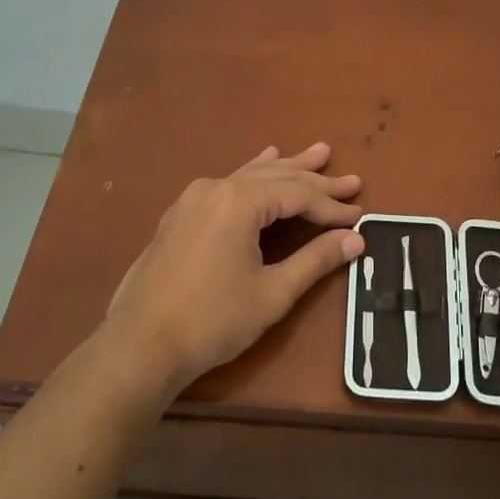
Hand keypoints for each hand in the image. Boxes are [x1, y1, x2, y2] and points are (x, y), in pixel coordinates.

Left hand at [105, 142, 364, 395]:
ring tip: (317, 154)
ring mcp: (194, 198)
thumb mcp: (273, 292)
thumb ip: (315, 260)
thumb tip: (354, 239)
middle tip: (352, 181)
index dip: (331, 208)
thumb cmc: (212, 320)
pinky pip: (228, 184)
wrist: (139, 345)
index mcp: (240, 201)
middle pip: (277, 178)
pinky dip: (253, 174)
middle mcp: (217, 187)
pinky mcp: (181, 214)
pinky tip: (262, 161)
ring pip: (251, 175)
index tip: (359, 217)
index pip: (298, 195)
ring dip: (287, 168)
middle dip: (316, 182)